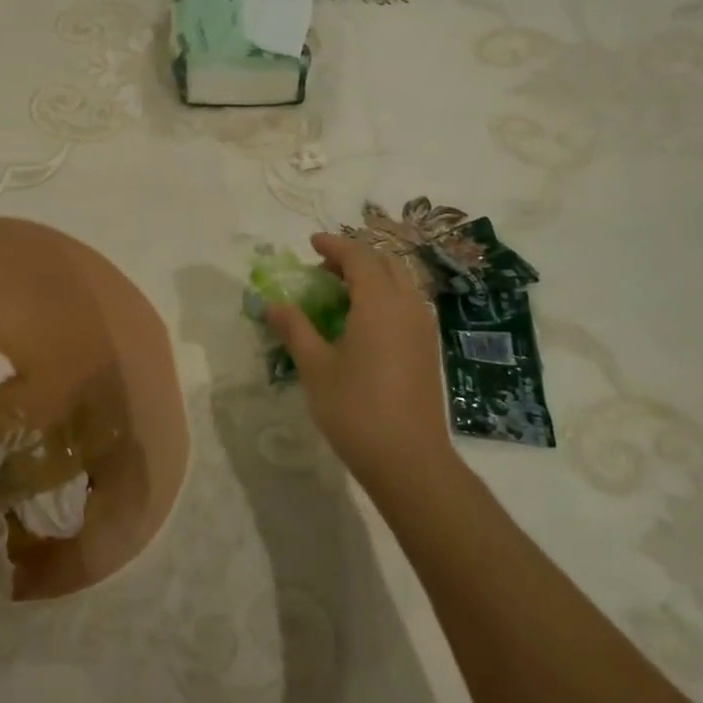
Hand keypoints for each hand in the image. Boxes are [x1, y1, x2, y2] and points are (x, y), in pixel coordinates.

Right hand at [267, 233, 453, 490]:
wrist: (409, 459)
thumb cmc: (356, 409)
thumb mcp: (315, 367)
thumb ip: (295, 328)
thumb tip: (273, 304)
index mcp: (380, 302)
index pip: (359, 256)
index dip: (334, 245)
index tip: (311, 243)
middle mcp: (408, 305)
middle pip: (386, 262)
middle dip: (355, 257)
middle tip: (324, 268)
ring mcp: (424, 327)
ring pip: (401, 282)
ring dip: (373, 276)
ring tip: (342, 292)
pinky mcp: (429, 348)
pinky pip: (408, 304)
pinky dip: (386, 296)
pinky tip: (365, 322)